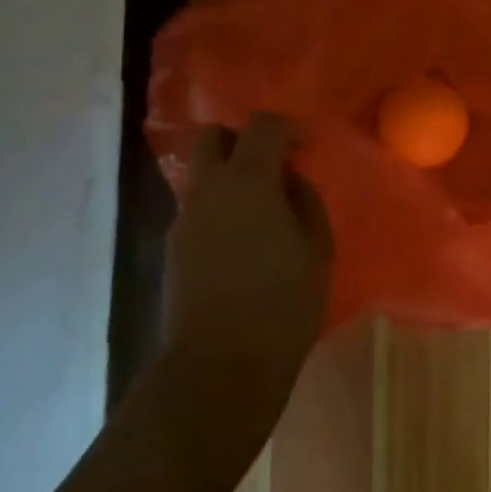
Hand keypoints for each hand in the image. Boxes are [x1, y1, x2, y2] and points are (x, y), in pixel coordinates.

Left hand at [166, 115, 333, 413]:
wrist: (220, 364)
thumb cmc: (283, 302)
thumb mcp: (317, 248)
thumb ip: (305, 202)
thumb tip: (289, 182)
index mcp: (248, 182)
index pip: (262, 126)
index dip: (288, 127)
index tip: (308, 146)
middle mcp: (208, 191)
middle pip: (211, 137)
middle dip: (242, 139)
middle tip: (273, 165)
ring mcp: (184, 220)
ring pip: (202, 176)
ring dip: (230, 177)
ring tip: (264, 213)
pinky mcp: (173, 250)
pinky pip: (199, 210)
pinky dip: (221, 209)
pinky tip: (244, 244)